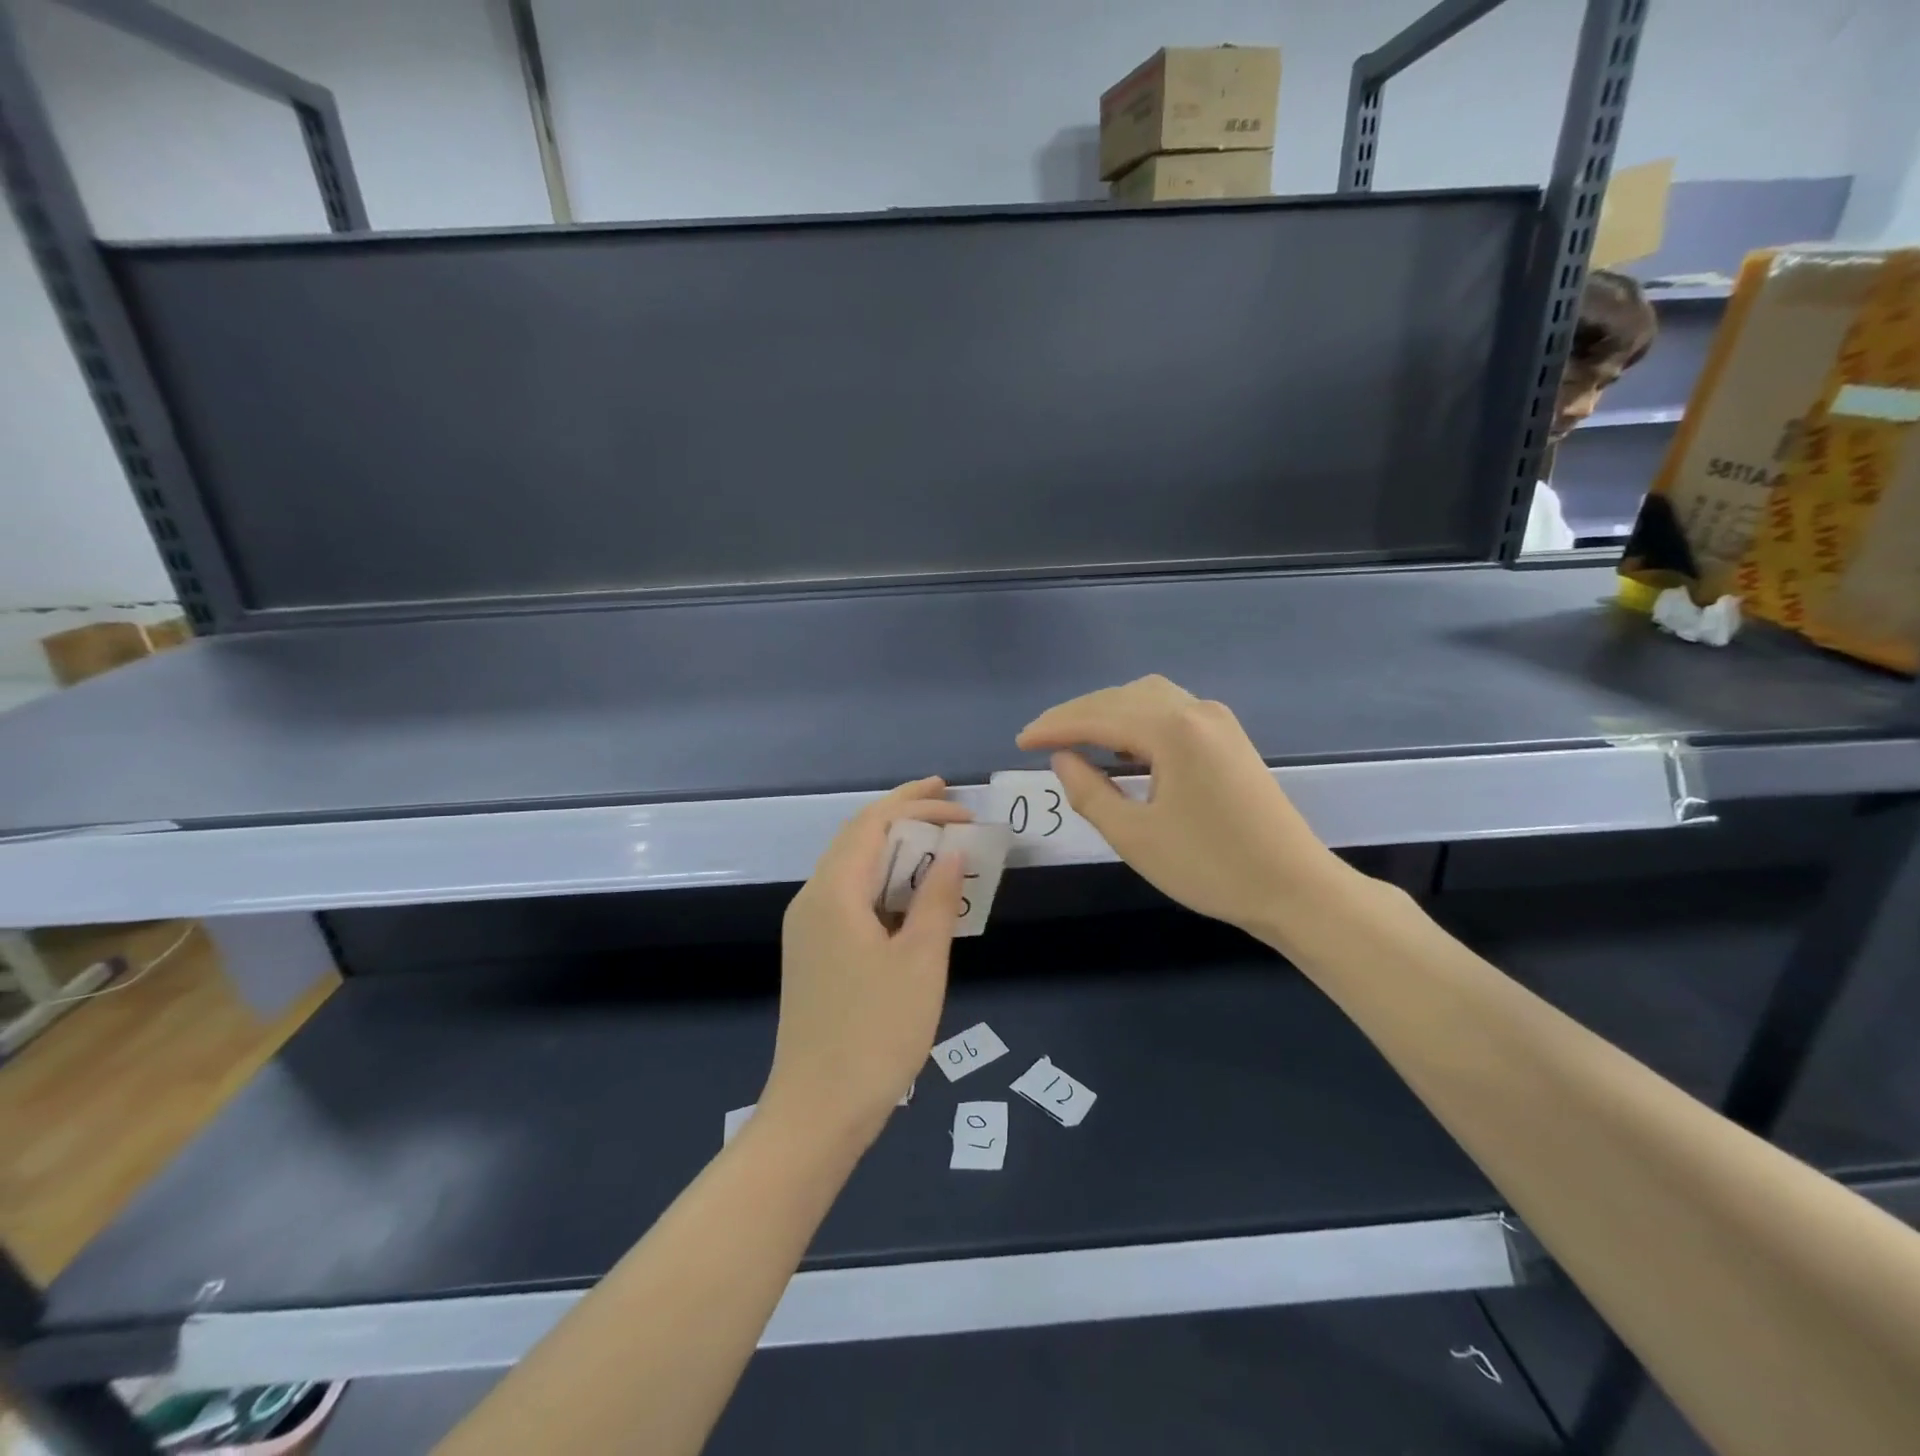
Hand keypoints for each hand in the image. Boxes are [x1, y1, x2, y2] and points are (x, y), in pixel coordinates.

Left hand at [761, 778, 970, 1147]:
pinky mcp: (814, 954)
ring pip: (853, 869)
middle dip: (903, 815)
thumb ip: (936, 898)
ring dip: (895, 850)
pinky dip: (885, 884)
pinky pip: (850, 898)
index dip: (915, 803)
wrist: (818, 1111)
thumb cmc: (876, 1032)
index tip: (958, 801)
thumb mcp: (921, 961)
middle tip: (951, 809)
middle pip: (857, 838)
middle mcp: (812, 900)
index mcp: (833, 893)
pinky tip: (913, 897)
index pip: (871, 822)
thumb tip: (951, 853)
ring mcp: (808, 929)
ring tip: (940, 846)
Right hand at [1017, 676, 1350, 940]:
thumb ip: (1089, 792)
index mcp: (1172, 731)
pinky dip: (1136, 720)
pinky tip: (1122, 746)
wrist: (1294, 888)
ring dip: (1107, 713)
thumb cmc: (1210, 867)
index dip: (1054, 727)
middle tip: (1040, 739)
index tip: (1020, 742)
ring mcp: (1217, 721)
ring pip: (1147, 698)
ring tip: (1076, 739)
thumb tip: (1063, 759)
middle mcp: (1196, 711)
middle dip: (1077, 715)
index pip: (1098, 717)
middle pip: (1121, 698)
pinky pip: (1170, 711)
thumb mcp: (1135, 837)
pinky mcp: (1229, 737)